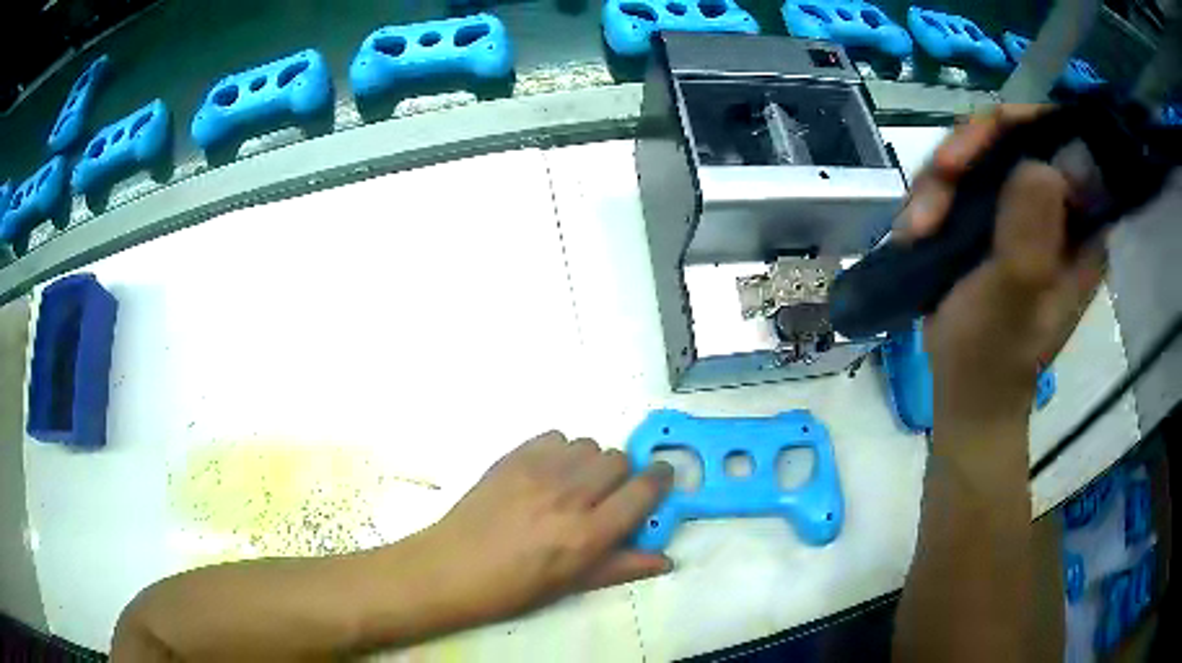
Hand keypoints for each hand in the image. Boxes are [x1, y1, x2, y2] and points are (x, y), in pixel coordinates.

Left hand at [422, 431, 673, 622]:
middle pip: (619, 459)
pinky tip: (548, 473)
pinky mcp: (513, 457)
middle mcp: (569, 496)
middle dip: (623, 475)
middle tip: (607, 495)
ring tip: (574, 485)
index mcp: (587, 534)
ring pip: (588, 445)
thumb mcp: (572, 585)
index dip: (660, 481)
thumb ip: (623, 566)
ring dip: (591, 462)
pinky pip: (555, 437)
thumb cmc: (514, 588)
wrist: (452, 567)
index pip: (643, 491)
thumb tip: (666, 558)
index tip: (661, 480)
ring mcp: (538, 471)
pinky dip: (561, 451)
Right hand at [898, 106, 1105, 427]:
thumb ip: (1032, 234)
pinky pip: (963, 179)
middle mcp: (1059, 209)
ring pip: (982, 154)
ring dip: (942, 181)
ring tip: (917, 226)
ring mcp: (1025, 212)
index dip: (1021, 126)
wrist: (966, 392)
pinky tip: (915, 229)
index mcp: (1083, 228)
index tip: (976, 145)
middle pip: (1014, 138)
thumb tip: (1041, 163)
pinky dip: (933, 196)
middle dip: (968, 154)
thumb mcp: (1014, 298)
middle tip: (936, 181)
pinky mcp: (996, 219)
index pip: (1062, 142)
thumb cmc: (994, 357)